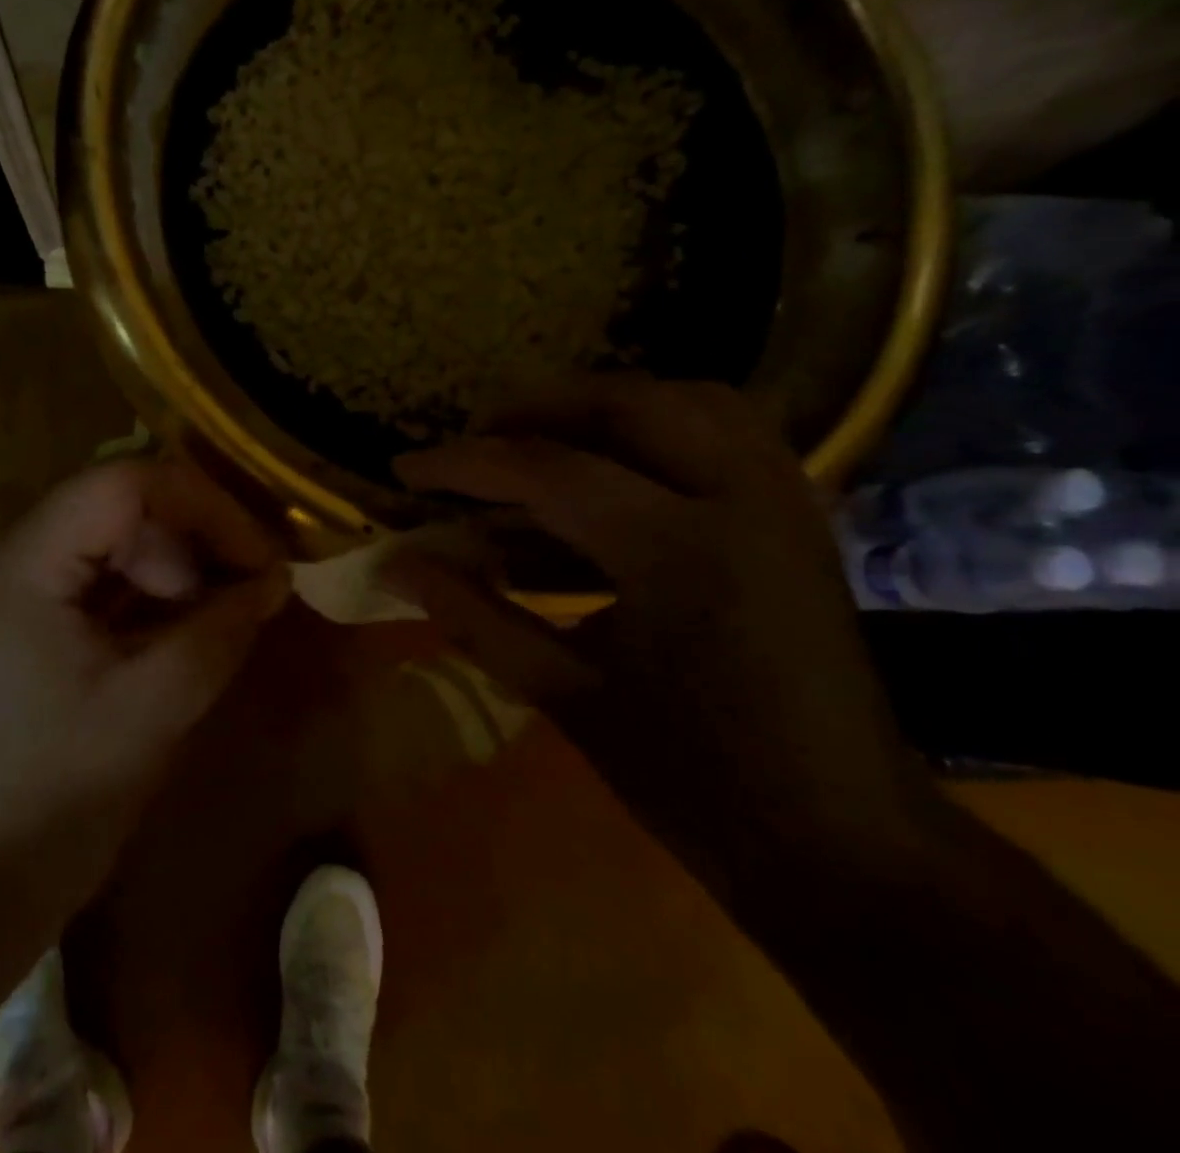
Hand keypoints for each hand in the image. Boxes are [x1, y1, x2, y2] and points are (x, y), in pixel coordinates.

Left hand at [0, 458, 288, 956]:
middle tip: (244, 597)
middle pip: (110, 512)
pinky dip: (133, 609)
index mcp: (18, 567)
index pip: (121, 482)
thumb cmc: (44, 809)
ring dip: (165, 578)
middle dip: (187, 545)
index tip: (259, 555)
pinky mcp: (1, 641)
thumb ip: (218, 633)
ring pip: (98, 553)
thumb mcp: (150, 714)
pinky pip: (80, 596)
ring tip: (214, 627)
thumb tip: (274, 579)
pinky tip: (170, 646)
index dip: (203, 505)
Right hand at [386, 376, 940, 892]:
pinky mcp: (800, 518)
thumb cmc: (696, 782)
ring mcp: (784, 502)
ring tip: (541, 442)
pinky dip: (662, 426)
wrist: (847, 845)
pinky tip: (617, 466)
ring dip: (603, 407)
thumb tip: (397, 564)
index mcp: (680, 553)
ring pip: (688, 399)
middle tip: (476, 442)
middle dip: (536, 409)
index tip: (406, 467)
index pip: (546, 472)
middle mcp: (742, 501)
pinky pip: (730, 430)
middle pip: (626, 402)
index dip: (463, 464)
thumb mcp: (566, 695)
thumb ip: (474, 615)